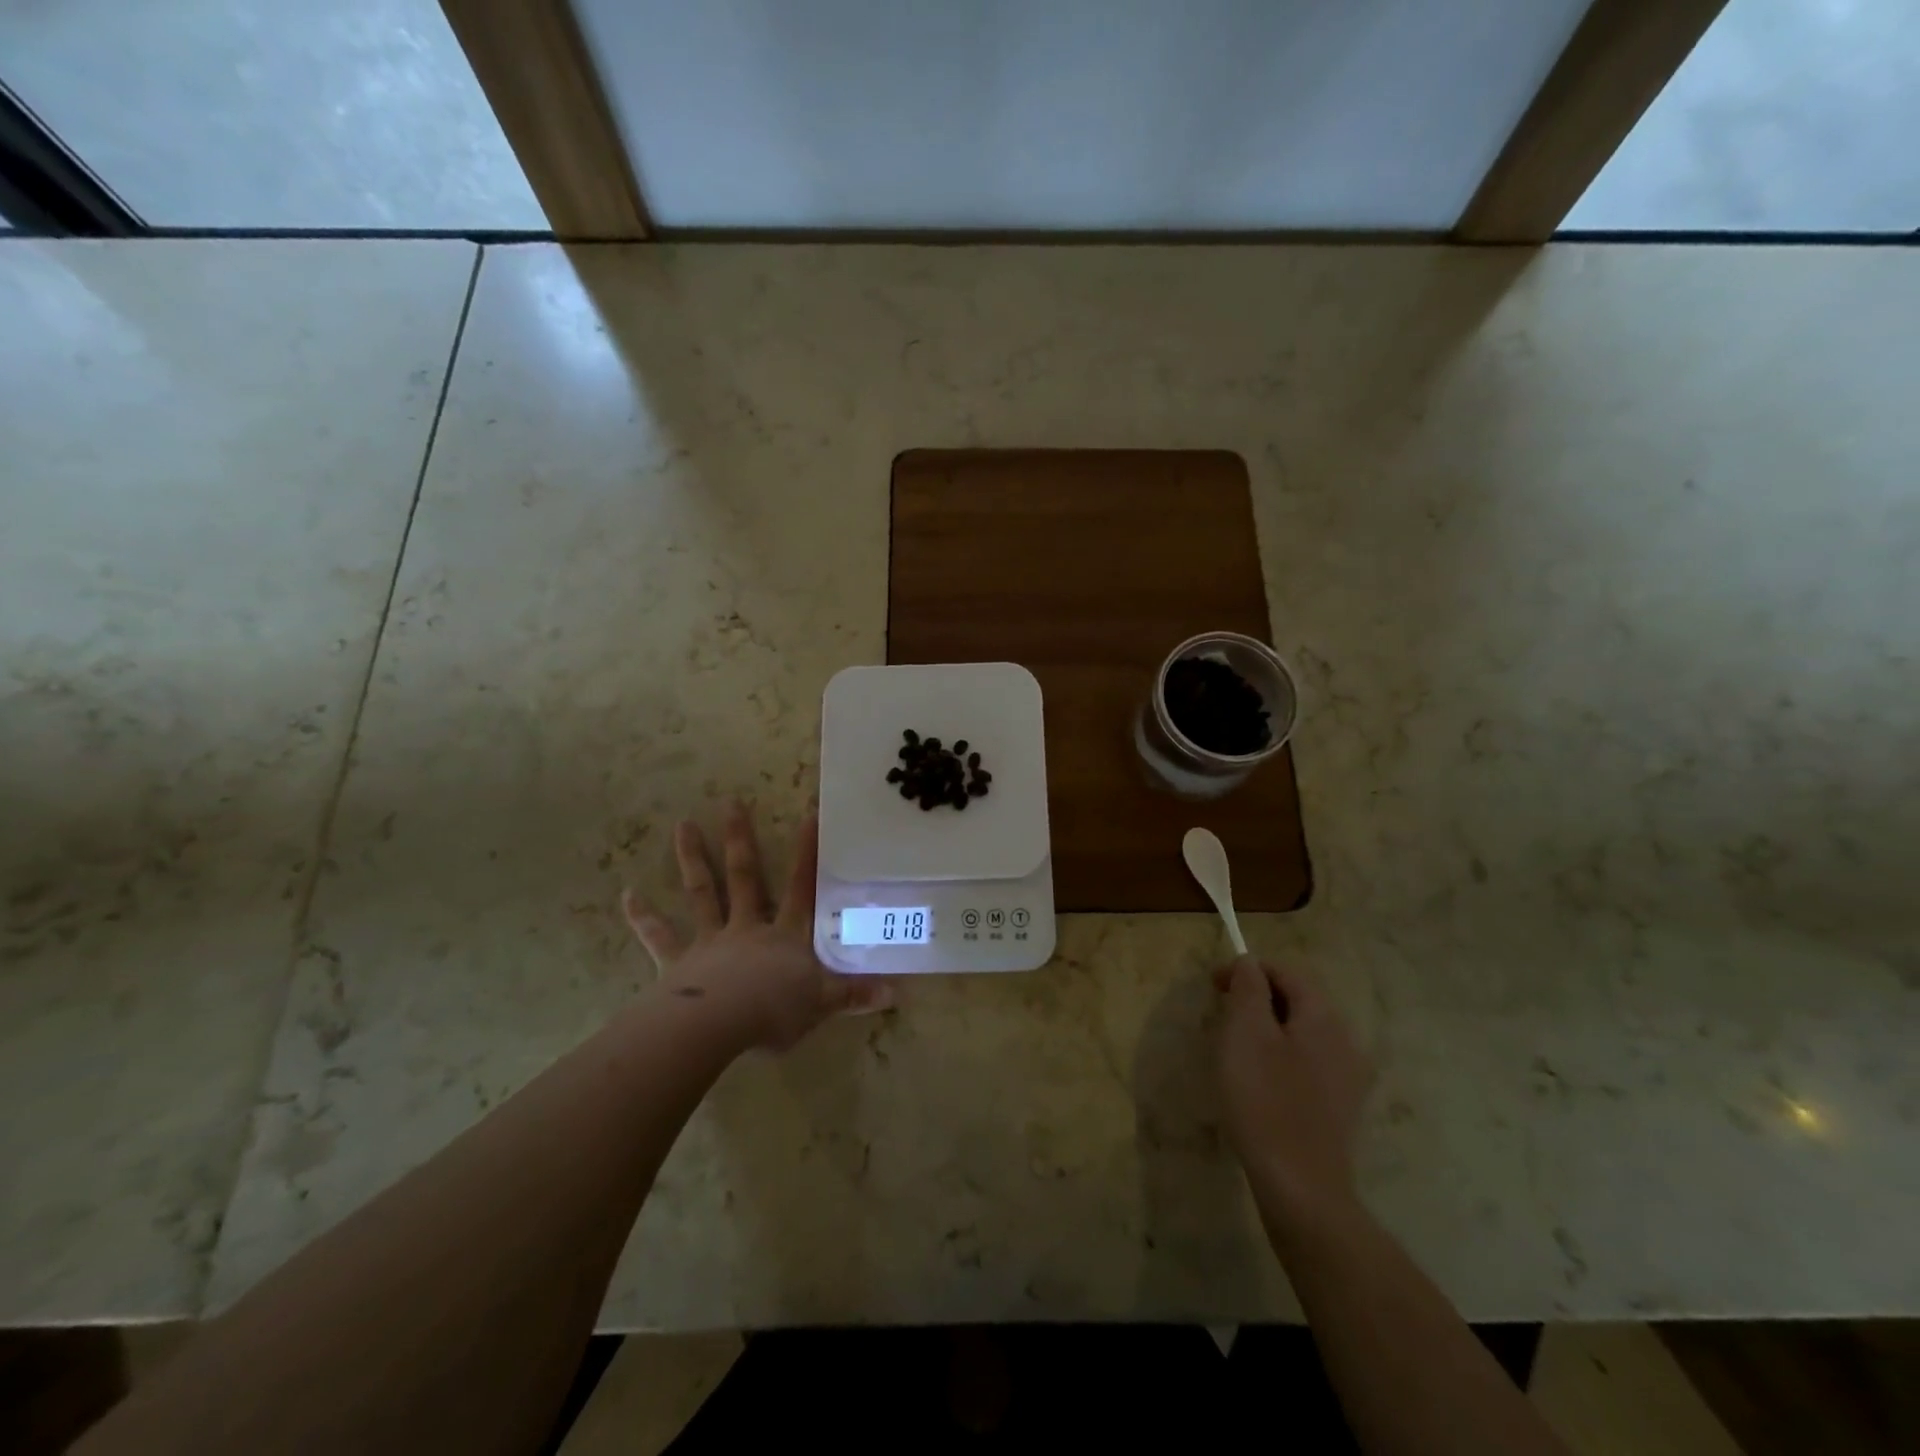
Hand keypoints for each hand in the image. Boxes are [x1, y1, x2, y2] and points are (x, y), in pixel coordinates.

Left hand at [623, 802, 890, 1051]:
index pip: (802, 887)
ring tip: (683, 824)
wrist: (718, 1026)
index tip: (809, 814)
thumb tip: (897, 991)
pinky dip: (643, 916)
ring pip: (702, 893)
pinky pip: (659, 936)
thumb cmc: (774, 1011)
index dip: (807, 852)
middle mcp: (748, 927)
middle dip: (740, 840)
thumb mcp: (823, 1004)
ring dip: (693, 859)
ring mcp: (710, 941)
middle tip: (730, 803)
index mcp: (786, 935)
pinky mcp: (678, 962)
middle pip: (746, 877)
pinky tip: (627, 895)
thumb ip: (855, 994)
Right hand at [1214, 956, 1373, 1227]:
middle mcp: (1344, 1041)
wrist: (1300, 1187)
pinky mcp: (1339, 1108)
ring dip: (1266, 1030)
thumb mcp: (1245, 1033)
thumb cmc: (1265, 1100)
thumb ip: (1248, 989)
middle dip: (1256, 1000)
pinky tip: (1258, 1084)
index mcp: (1323, 1018)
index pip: (1285, 973)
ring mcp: (1347, 1078)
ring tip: (1233, 1051)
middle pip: (1296, 1002)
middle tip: (1220, 1017)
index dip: (1248, 971)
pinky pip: (1306, 1064)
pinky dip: (1278, 1059)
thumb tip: (1250, 963)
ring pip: (1300, 1034)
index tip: (1213, 986)